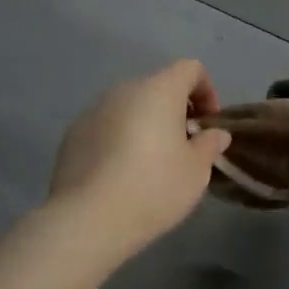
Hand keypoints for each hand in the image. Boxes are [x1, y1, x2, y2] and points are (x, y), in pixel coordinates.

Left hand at [48, 60, 232, 256]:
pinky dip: (119, 140)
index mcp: (159, 90)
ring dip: (146, 126)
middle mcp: (124, 90)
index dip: (206, 91)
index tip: (208, 125)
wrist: (87, 218)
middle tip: (184, 149)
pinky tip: (120, 175)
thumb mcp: (196, 171)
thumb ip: (209, 145)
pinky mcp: (73, 133)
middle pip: (158, 88)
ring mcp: (94, 110)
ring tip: (151, 165)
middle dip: (175, 112)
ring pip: (130, 108)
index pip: (190, 69)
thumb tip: (215, 133)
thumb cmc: (153, 187)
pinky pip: (107, 127)